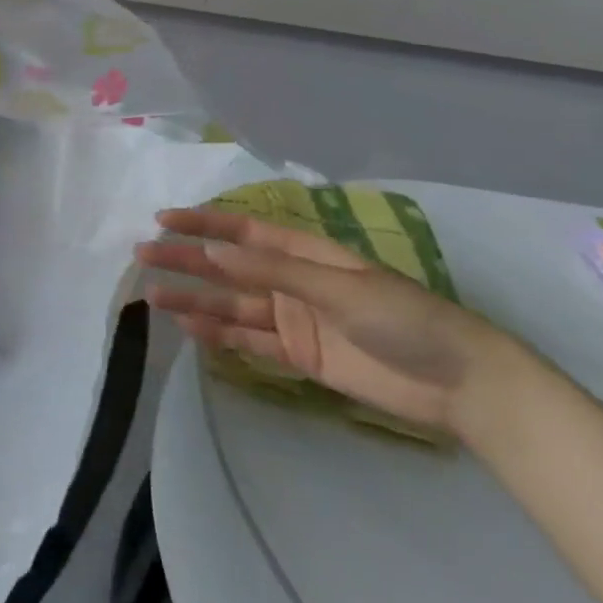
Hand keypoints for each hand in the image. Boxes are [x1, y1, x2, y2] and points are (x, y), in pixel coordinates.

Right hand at [135, 208, 511, 434]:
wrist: (459, 383)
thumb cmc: (403, 318)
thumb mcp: (337, 287)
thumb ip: (272, 272)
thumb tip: (213, 252)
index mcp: (304, 252)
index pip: (242, 232)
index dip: (203, 224)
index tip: (164, 219)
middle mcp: (292, 280)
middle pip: (229, 267)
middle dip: (187, 260)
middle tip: (143, 256)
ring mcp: (294, 318)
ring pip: (232, 304)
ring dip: (194, 298)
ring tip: (153, 296)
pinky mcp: (299, 355)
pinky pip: (249, 340)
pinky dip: (219, 333)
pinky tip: (190, 326)